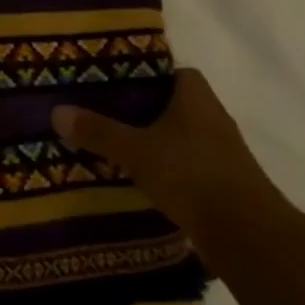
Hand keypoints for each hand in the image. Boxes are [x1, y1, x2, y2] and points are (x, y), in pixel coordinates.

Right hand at [53, 69, 281, 241]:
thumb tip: (56, 111)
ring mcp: (221, 151)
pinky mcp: (222, 182)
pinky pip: (186, 163)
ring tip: (114, 143)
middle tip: (103, 111)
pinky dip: (165, 166)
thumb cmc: (191, 174)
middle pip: (172, 103)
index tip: (113, 81)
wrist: (247, 234)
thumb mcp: (135, 150)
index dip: (144, 74)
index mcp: (196, 96)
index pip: (171, 71)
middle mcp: (213, 117)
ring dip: (153, 139)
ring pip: (179, 134)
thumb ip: (98, 131)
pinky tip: (139, 175)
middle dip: (141, 108)